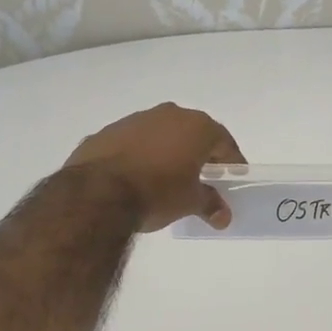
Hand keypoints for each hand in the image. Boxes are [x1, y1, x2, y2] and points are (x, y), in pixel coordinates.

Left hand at [65, 103, 244, 231]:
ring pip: (160, 133)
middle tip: (202, 175)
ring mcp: (134, 120)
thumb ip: (209, 204)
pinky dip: (139, 155)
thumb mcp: (189, 202)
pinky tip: (135, 176)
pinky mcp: (107, 132)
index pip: (224, 141)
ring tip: (166, 177)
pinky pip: (132, 142)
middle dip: (198, 152)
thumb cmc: (157, 192)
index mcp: (196, 126)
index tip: (234, 176)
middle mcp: (168, 114)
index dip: (231, 160)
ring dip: (166, 150)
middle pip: (192, 132)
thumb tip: (223, 216)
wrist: (97, 193)